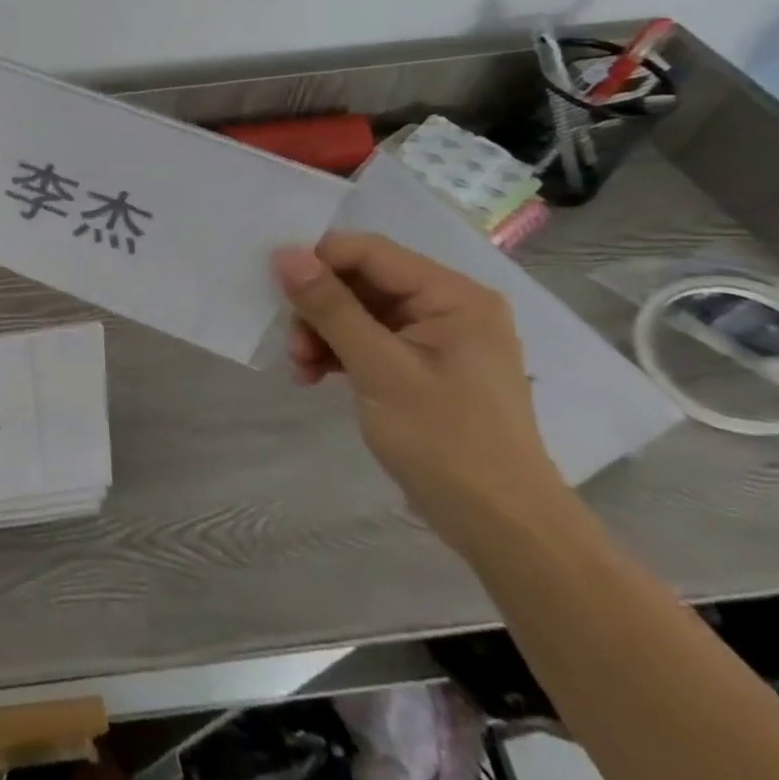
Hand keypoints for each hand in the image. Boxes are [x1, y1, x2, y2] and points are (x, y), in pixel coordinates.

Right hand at [271, 232, 567, 548]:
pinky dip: (335, 352)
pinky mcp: (420, 364)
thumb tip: (284, 254)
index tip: (276, 292)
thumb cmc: (446, 442)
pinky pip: (365, 338)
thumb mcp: (379, 369)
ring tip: (300, 367)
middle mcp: (446, 306)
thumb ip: (331, 307)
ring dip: (320, 332)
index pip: (369, 252)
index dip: (317, 262)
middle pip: (359, 280)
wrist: (501, 528)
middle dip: (317, 307)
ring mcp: (434, 337)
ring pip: (355, 310)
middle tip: (292, 345)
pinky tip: (313, 376)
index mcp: (452, 296)